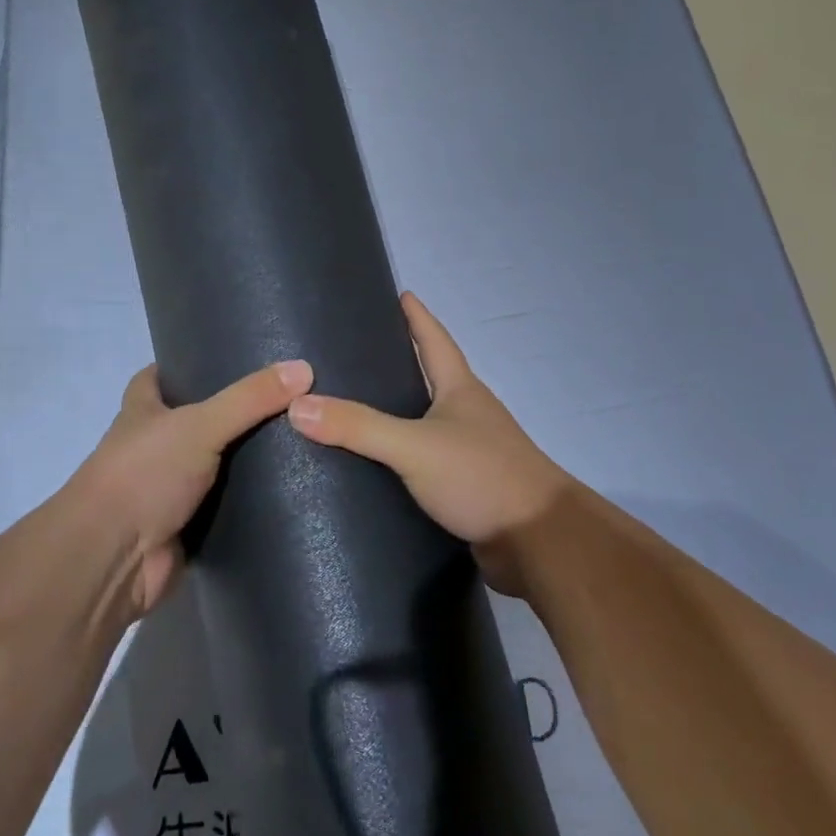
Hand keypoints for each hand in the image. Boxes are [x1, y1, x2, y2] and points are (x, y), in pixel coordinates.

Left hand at [65, 358, 313, 617]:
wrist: (114, 559)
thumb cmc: (143, 475)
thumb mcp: (199, 425)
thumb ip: (249, 399)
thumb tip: (304, 368)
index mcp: (142, 412)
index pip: (158, 377)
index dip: (185, 365)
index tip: (229, 357)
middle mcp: (153, 447)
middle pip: (194, 420)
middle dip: (231, 412)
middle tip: (285, 398)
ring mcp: (169, 489)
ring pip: (214, 465)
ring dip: (246, 458)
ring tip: (301, 437)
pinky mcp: (187, 526)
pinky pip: (226, 506)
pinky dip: (250, 500)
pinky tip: (290, 488)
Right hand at [287, 292, 572, 597]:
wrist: (539, 541)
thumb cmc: (482, 476)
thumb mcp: (414, 446)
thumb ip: (358, 426)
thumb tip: (297, 405)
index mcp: (460, 390)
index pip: (435, 339)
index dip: (417, 316)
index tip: (399, 294)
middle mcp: (467, 414)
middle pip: (429, 377)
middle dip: (398, 362)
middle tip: (353, 353)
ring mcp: (469, 451)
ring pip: (425, 421)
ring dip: (396, 412)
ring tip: (350, 406)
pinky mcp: (465, 487)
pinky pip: (424, 461)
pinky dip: (399, 456)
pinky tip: (371, 464)